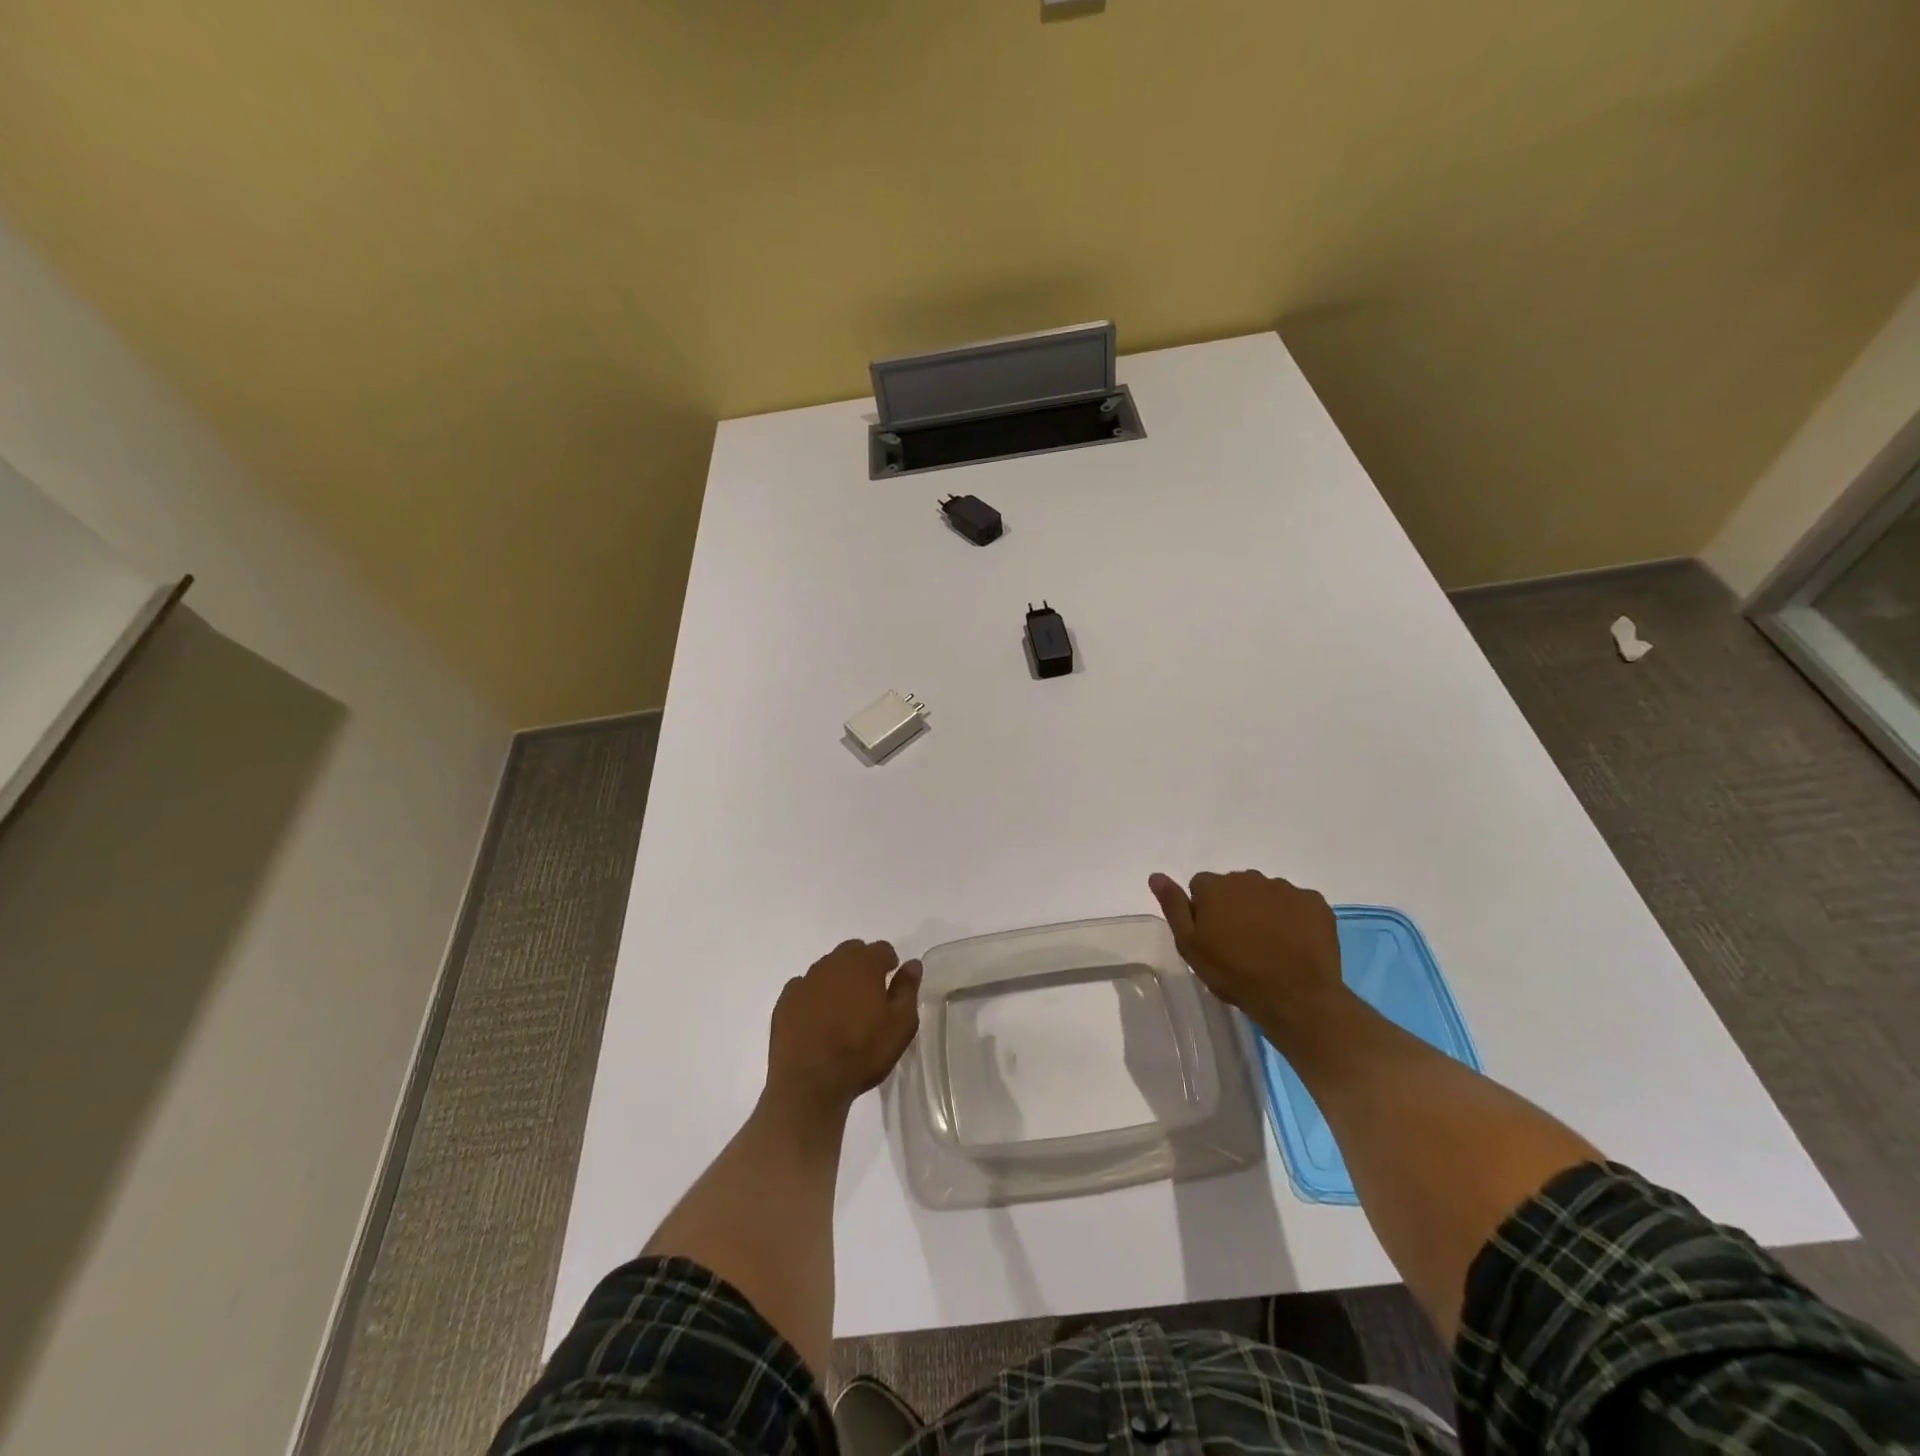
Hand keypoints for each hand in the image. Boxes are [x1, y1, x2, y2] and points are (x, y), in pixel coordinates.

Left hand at [766, 939, 920, 1118]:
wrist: (809, 1083)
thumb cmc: (862, 1052)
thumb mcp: (900, 1025)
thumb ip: (908, 989)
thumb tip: (912, 964)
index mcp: (863, 964)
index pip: (882, 949)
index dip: (889, 962)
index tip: (891, 981)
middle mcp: (832, 963)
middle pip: (852, 952)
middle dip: (863, 965)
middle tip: (869, 994)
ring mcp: (805, 981)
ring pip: (827, 969)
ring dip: (837, 980)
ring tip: (843, 1010)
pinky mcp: (785, 1001)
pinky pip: (804, 988)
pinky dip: (813, 996)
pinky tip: (817, 1019)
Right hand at [1148, 870, 1346, 1041]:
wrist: (1295, 996)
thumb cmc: (1234, 973)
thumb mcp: (1190, 945)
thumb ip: (1173, 906)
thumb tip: (1156, 875)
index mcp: (1215, 886)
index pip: (1200, 886)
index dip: (1204, 910)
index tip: (1211, 936)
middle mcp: (1249, 878)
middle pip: (1234, 886)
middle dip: (1234, 906)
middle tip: (1239, 943)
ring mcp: (1285, 889)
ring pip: (1266, 894)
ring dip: (1263, 911)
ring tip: (1269, 946)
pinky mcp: (1315, 903)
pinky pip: (1298, 904)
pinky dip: (1294, 918)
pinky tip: (1294, 944)